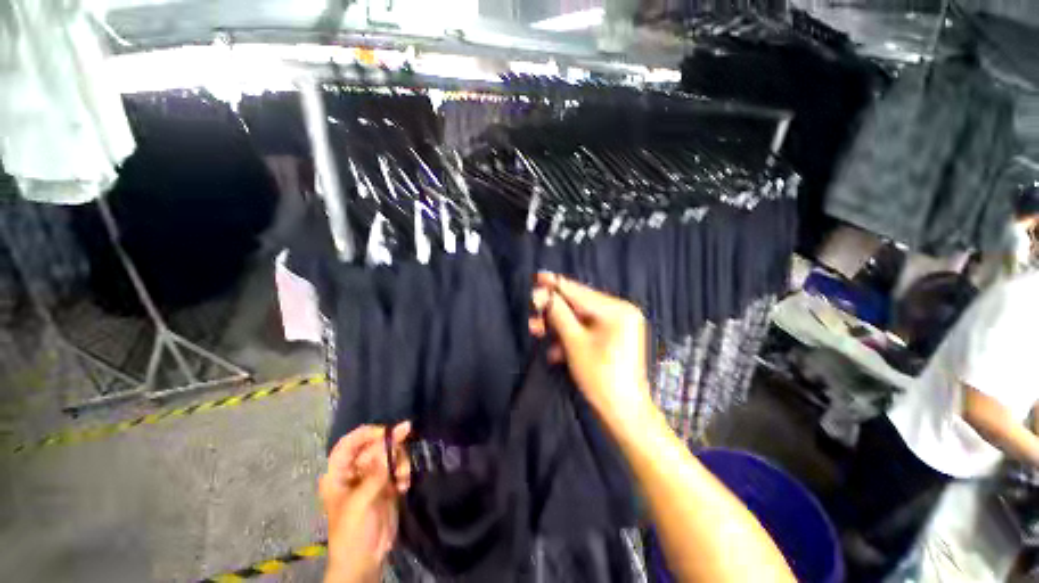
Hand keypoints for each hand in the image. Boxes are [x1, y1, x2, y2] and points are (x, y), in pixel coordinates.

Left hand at [320, 423, 411, 582]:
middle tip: (404, 446)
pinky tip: (404, 486)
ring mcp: (372, 477)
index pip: (349, 443)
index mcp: (338, 474)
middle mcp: (355, 471)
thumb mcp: (361, 500)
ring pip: (389, 454)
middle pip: (374, 446)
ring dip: (399, 462)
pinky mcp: (386, 484)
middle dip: (390, 448)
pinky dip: (403, 472)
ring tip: (402, 478)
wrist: (365, 560)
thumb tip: (393, 438)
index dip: (366, 434)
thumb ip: (377, 470)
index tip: (387, 432)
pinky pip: (398, 467)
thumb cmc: (353, 531)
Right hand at [528, 272, 652, 419]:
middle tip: (533, 317)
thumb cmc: (600, 377)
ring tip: (538, 332)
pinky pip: (586, 330)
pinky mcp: (613, 338)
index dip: (556, 285)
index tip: (538, 276)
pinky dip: (570, 337)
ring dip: (558, 327)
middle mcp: (621, 312)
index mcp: (617, 310)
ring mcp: (618, 326)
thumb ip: (558, 314)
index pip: (579, 293)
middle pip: (578, 306)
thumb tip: (542, 294)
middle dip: (553, 312)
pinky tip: (555, 351)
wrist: (623, 413)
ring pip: (580, 319)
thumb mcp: (574, 342)